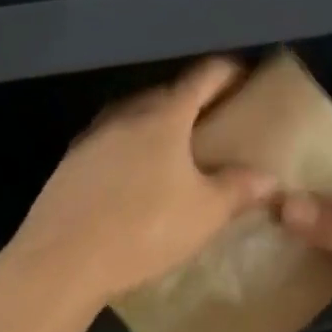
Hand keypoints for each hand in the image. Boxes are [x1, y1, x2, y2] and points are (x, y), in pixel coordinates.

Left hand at [8, 58, 279, 306]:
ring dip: (157, 124)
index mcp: (162, 116)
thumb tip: (269, 178)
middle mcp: (124, 115)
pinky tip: (135, 177)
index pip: (202, 77)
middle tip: (216, 119)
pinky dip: (130, 148)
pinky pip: (110, 143)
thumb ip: (239, 189)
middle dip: (192, 101)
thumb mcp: (204, 213)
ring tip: (178, 149)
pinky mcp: (70, 163)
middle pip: (165, 94)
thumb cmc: (144, 229)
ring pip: (133, 117)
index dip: (227, 72)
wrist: (62, 260)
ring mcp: (91, 137)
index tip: (244, 76)